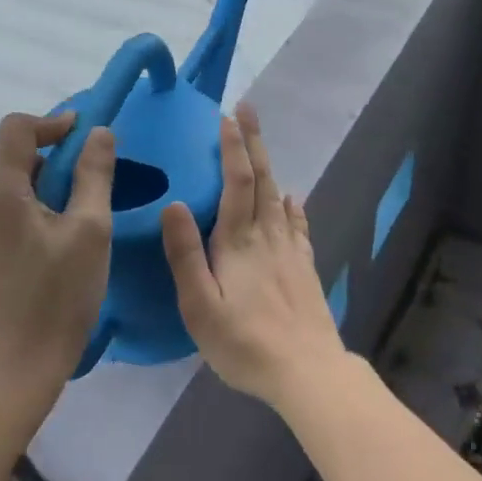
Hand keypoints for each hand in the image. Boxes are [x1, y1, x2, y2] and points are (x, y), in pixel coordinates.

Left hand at [0, 112, 114, 390]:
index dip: (52, 122)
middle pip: (12, 158)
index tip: (85, 135)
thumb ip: (94, 173)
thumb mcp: (90, 230)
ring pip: (8, 185)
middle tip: (90, 186)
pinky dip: (28, 209)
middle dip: (53, 161)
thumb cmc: (59, 297)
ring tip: (76, 220)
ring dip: (43, 188)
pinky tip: (53, 241)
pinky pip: (0, 210)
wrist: (18, 368)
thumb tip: (98, 132)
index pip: (16, 129)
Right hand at [163, 102, 346, 411]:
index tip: (226, 117)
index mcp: (238, 241)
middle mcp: (267, 236)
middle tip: (247, 108)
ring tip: (260, 144)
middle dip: (253, 141)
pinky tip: (293, 199)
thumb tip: (174, 203)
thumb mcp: (200, 307)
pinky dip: (293, 207)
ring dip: (268, 164)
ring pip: (278, 196)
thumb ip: (185, 255)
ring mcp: (290, 251)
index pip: (236, 181)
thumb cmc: (245, 343)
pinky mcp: (305, 268)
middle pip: (262, 178)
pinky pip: (298, 226)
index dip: (232, 147)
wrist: (308, 372)